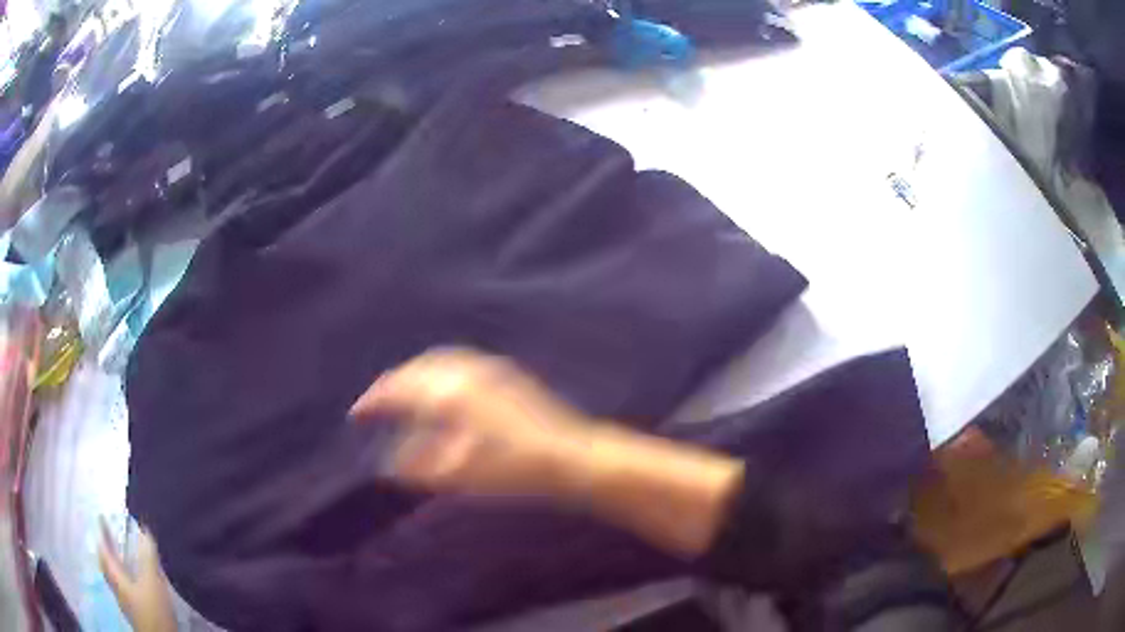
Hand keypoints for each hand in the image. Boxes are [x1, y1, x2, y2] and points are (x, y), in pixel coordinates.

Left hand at [98, 520, 176, 631]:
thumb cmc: (152, 610)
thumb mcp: (152, 583)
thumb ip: (147, 557)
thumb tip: (144, 529)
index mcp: (115, 577)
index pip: (104, 550)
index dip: (102, 534)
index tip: (101, 517)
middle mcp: (116, 587)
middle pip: (106, 564)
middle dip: (106, 549)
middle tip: (108, 535)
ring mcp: (125, 602)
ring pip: (114, 577)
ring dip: (114, 563)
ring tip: (120, 555)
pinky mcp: (135, 612)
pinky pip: (123, 587)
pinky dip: (124, 577)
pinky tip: (134, 581)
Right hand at [350, 348, 742, 555]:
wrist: (573, 455)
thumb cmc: (517, 470)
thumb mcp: (462, 474)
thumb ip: (422, 466)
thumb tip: (392, 463)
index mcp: (450, 394)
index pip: (400, 390)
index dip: (375, 400)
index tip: (357, 413)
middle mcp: (465, 373)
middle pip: (416, 370)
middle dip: (393, 384)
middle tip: (376, 403)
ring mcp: (488, 369)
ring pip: (438, 362)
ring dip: (414, 374)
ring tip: (403, 393)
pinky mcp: (505, 374)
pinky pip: (458, 363)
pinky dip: (438, 371)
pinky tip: (441, 387)